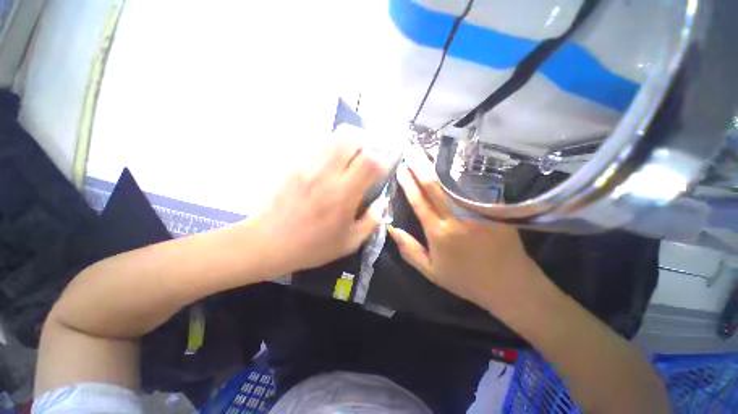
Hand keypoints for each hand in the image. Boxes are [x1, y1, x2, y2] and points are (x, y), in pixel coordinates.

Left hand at [253, 126, 387, 273]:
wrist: (267, 242)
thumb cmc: (311, 246)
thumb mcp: (349, 242)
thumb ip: (372, 221)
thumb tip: (382, 202)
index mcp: (343, 194)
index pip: (370, 161)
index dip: (381, 162)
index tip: (380, 172)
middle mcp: (326, 173)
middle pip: (350, 137)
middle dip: (364, 143)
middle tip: (365, 159)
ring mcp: (307, 166)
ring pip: (332, 137)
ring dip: (347, 145)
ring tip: (348, 162)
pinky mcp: (293, 165)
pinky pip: (317, 147)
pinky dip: (330, 152)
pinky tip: (328, 170)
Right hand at [387, 144, 542, 310]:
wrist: (509, 284)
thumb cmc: (465, 279)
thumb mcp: (430, 272)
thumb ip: (409, 250)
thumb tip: (391, 228)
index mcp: (438, 232)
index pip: (419, 201)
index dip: (408, 183)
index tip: (401, 168)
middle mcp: (456, 218)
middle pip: (434, 186)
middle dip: (420, 166)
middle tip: (411, 149)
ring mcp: (477, 210)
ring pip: (452, 182)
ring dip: (438, 165)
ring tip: (427, 150)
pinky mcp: (493, 208)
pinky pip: (473, 185)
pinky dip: (460, 172)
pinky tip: (453, 161)